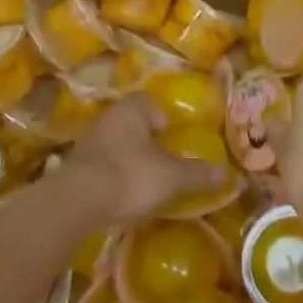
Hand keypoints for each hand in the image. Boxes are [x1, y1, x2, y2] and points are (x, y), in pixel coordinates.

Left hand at [65, 94, 223, 226]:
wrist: (77, 202)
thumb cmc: (131, 175)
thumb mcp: (171, 176)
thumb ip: (197, 174)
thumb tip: (227, 174)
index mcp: (130, 110)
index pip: (146, 100)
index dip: (160, 114)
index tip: (169, 135)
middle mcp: (106, 119)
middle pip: (129, 122)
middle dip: (144, 139)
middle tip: (160, 159)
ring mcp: (86, 143)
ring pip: (113, 143)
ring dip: (126, 158)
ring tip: (142, 180)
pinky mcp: (74, 168)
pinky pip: (99, 165)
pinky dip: (110, 176)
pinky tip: (120, 195)